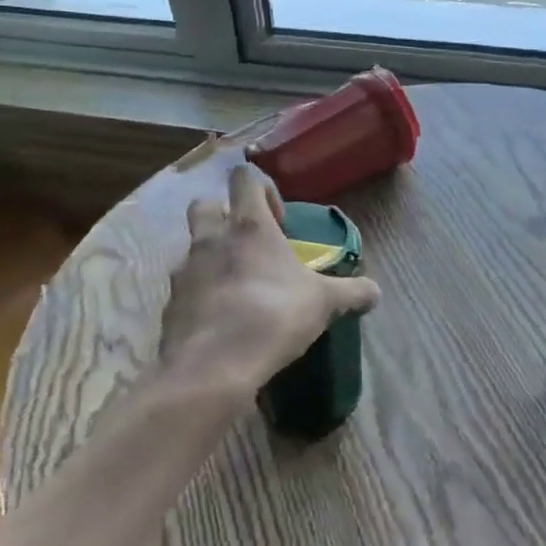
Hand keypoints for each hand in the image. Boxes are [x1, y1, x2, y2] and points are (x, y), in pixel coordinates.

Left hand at [157, 164, 380, 401]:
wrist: (213, 367)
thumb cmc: (273, 317)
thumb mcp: (324, 304)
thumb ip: (352, 293)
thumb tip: (375, 291)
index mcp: (248, 226)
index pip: (244, 178)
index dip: (262, 189)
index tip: (279, 220)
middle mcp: (210, 239)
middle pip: (206, 204)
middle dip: (225, 215)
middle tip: (250, 245)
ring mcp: (184, 270)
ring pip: (192, 247)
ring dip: (212, 257)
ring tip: (238, 287)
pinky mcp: (170, 303)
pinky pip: (185, 288)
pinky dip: (201, 295)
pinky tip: (221, 320)